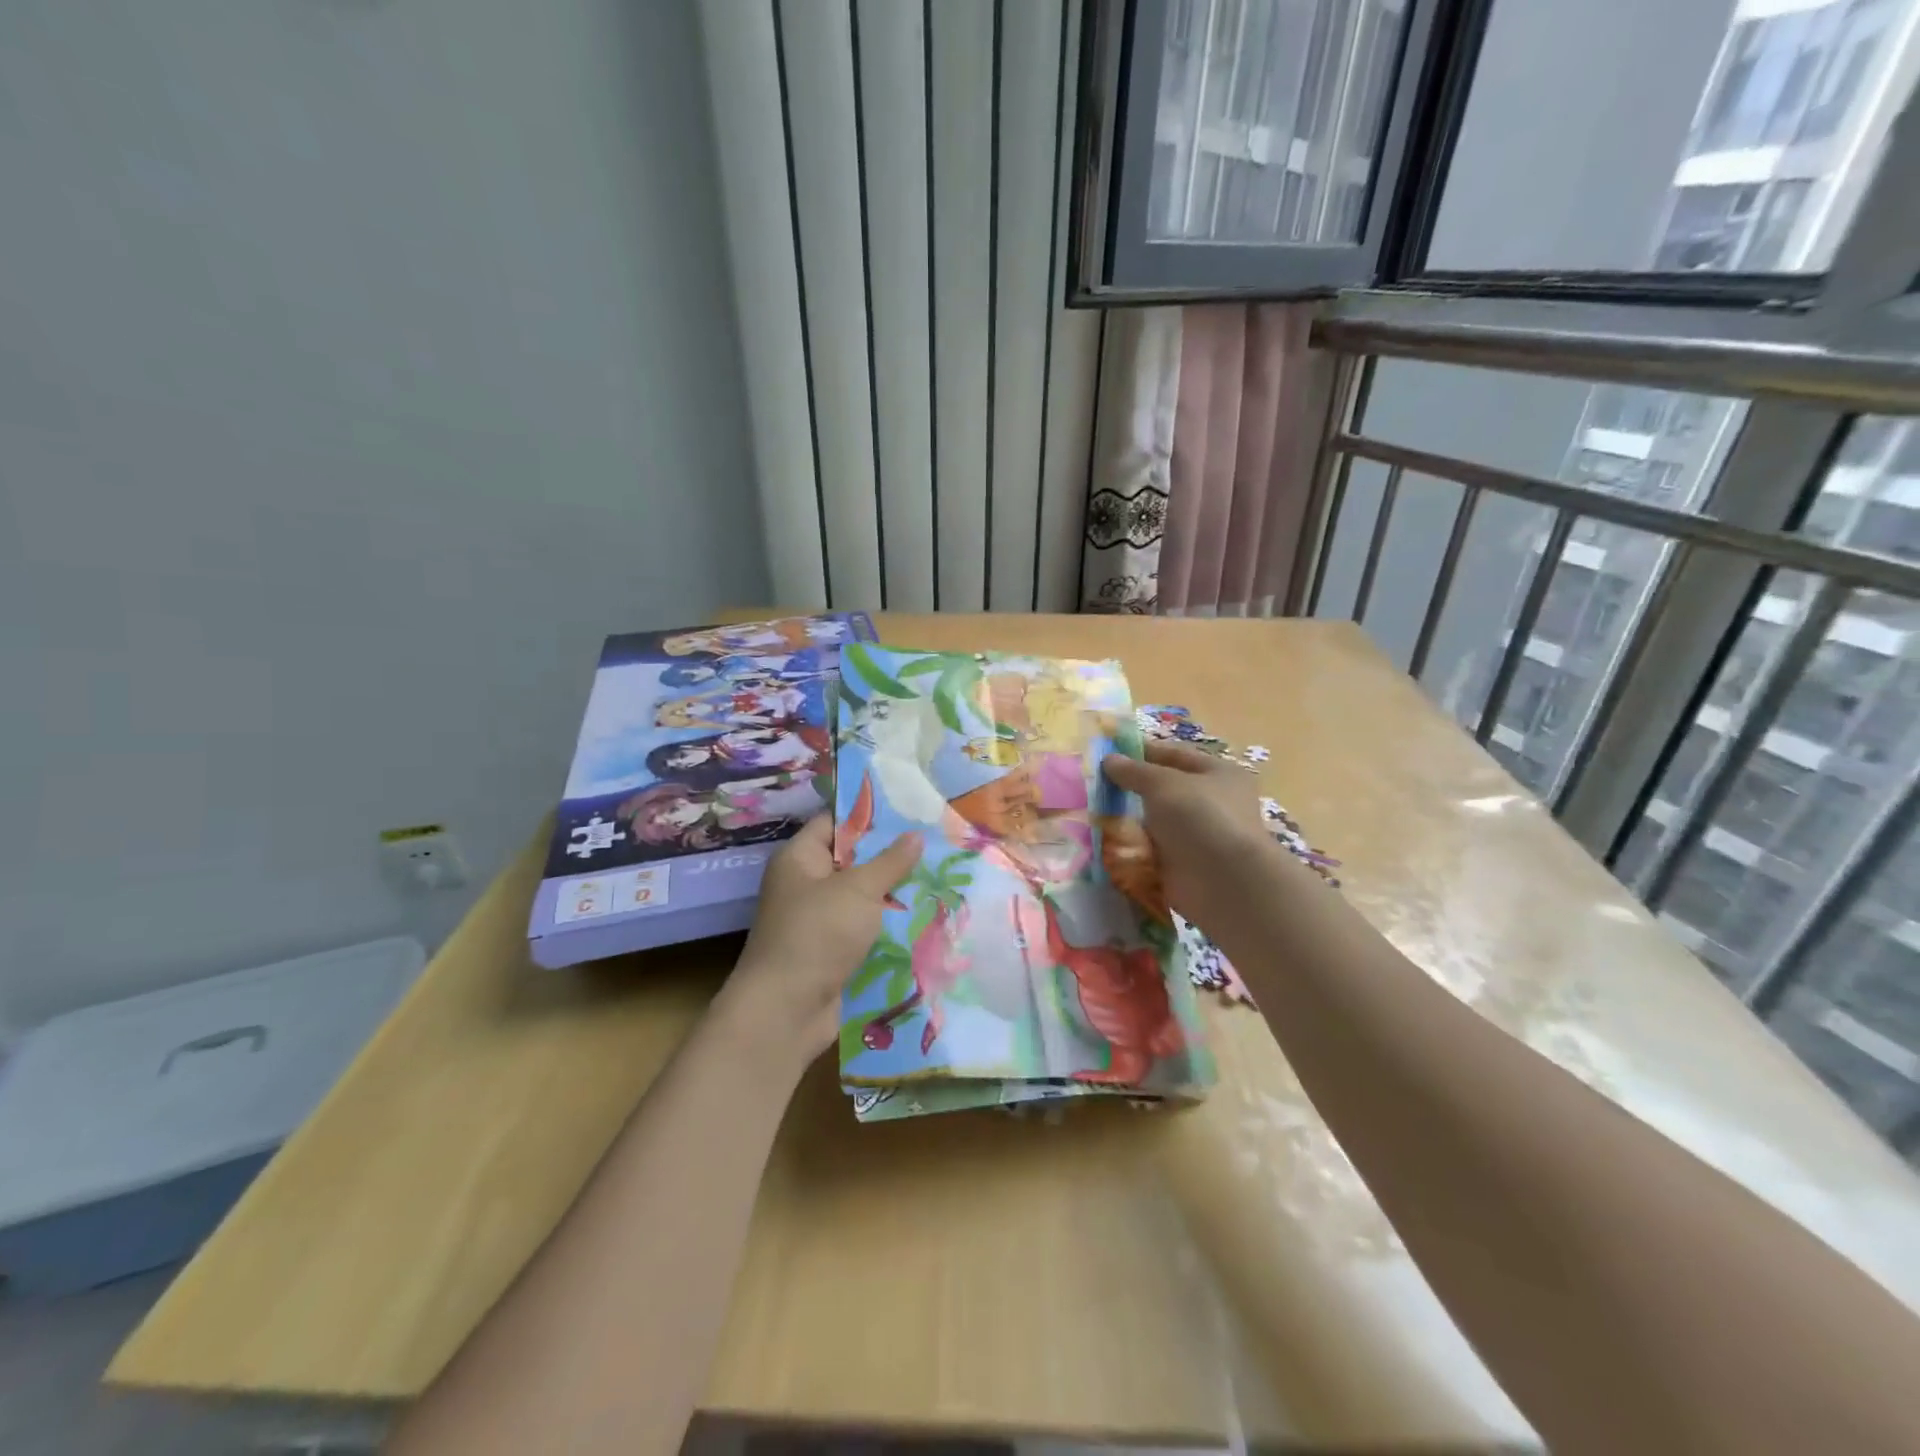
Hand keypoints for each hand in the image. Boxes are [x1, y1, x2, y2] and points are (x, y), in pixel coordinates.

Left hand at [723, 815, 920, 1064]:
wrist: (786, 1010)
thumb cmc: (818, 934)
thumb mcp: (858, 890)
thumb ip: (890, 861)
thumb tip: (915, 835)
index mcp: (799, 858)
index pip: (834, 822)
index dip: (868, 815)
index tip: (909, 810)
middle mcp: (804, 884)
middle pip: (850, 860)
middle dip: (889, 856)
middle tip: (933, 844)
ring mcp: (816, 919)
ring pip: (860, 897)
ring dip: (892, 893)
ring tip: (937, 878)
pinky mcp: (829, 950)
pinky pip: (861, 928)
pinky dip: (885, 925)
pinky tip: (921, 918)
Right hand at [1102, 741, 1284, 927]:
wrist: (1224, 882)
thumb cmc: (1200, 817)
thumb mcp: (1163, 783)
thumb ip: (1134, 771)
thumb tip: (1109, 759)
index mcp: (1217, 773)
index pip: (1174, 754)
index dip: (1141, 751)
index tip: (1107, 752)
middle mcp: (1211, 802)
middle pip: (1163, 789)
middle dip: (1131, 788)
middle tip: (1095, 784)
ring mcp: (1197, 835)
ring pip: (1155, 821)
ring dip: (1128, 819)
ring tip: (1093, 812)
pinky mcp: (1183, 864)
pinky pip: (1151, 849)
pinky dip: (1132, 847)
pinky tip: (1106, 841)